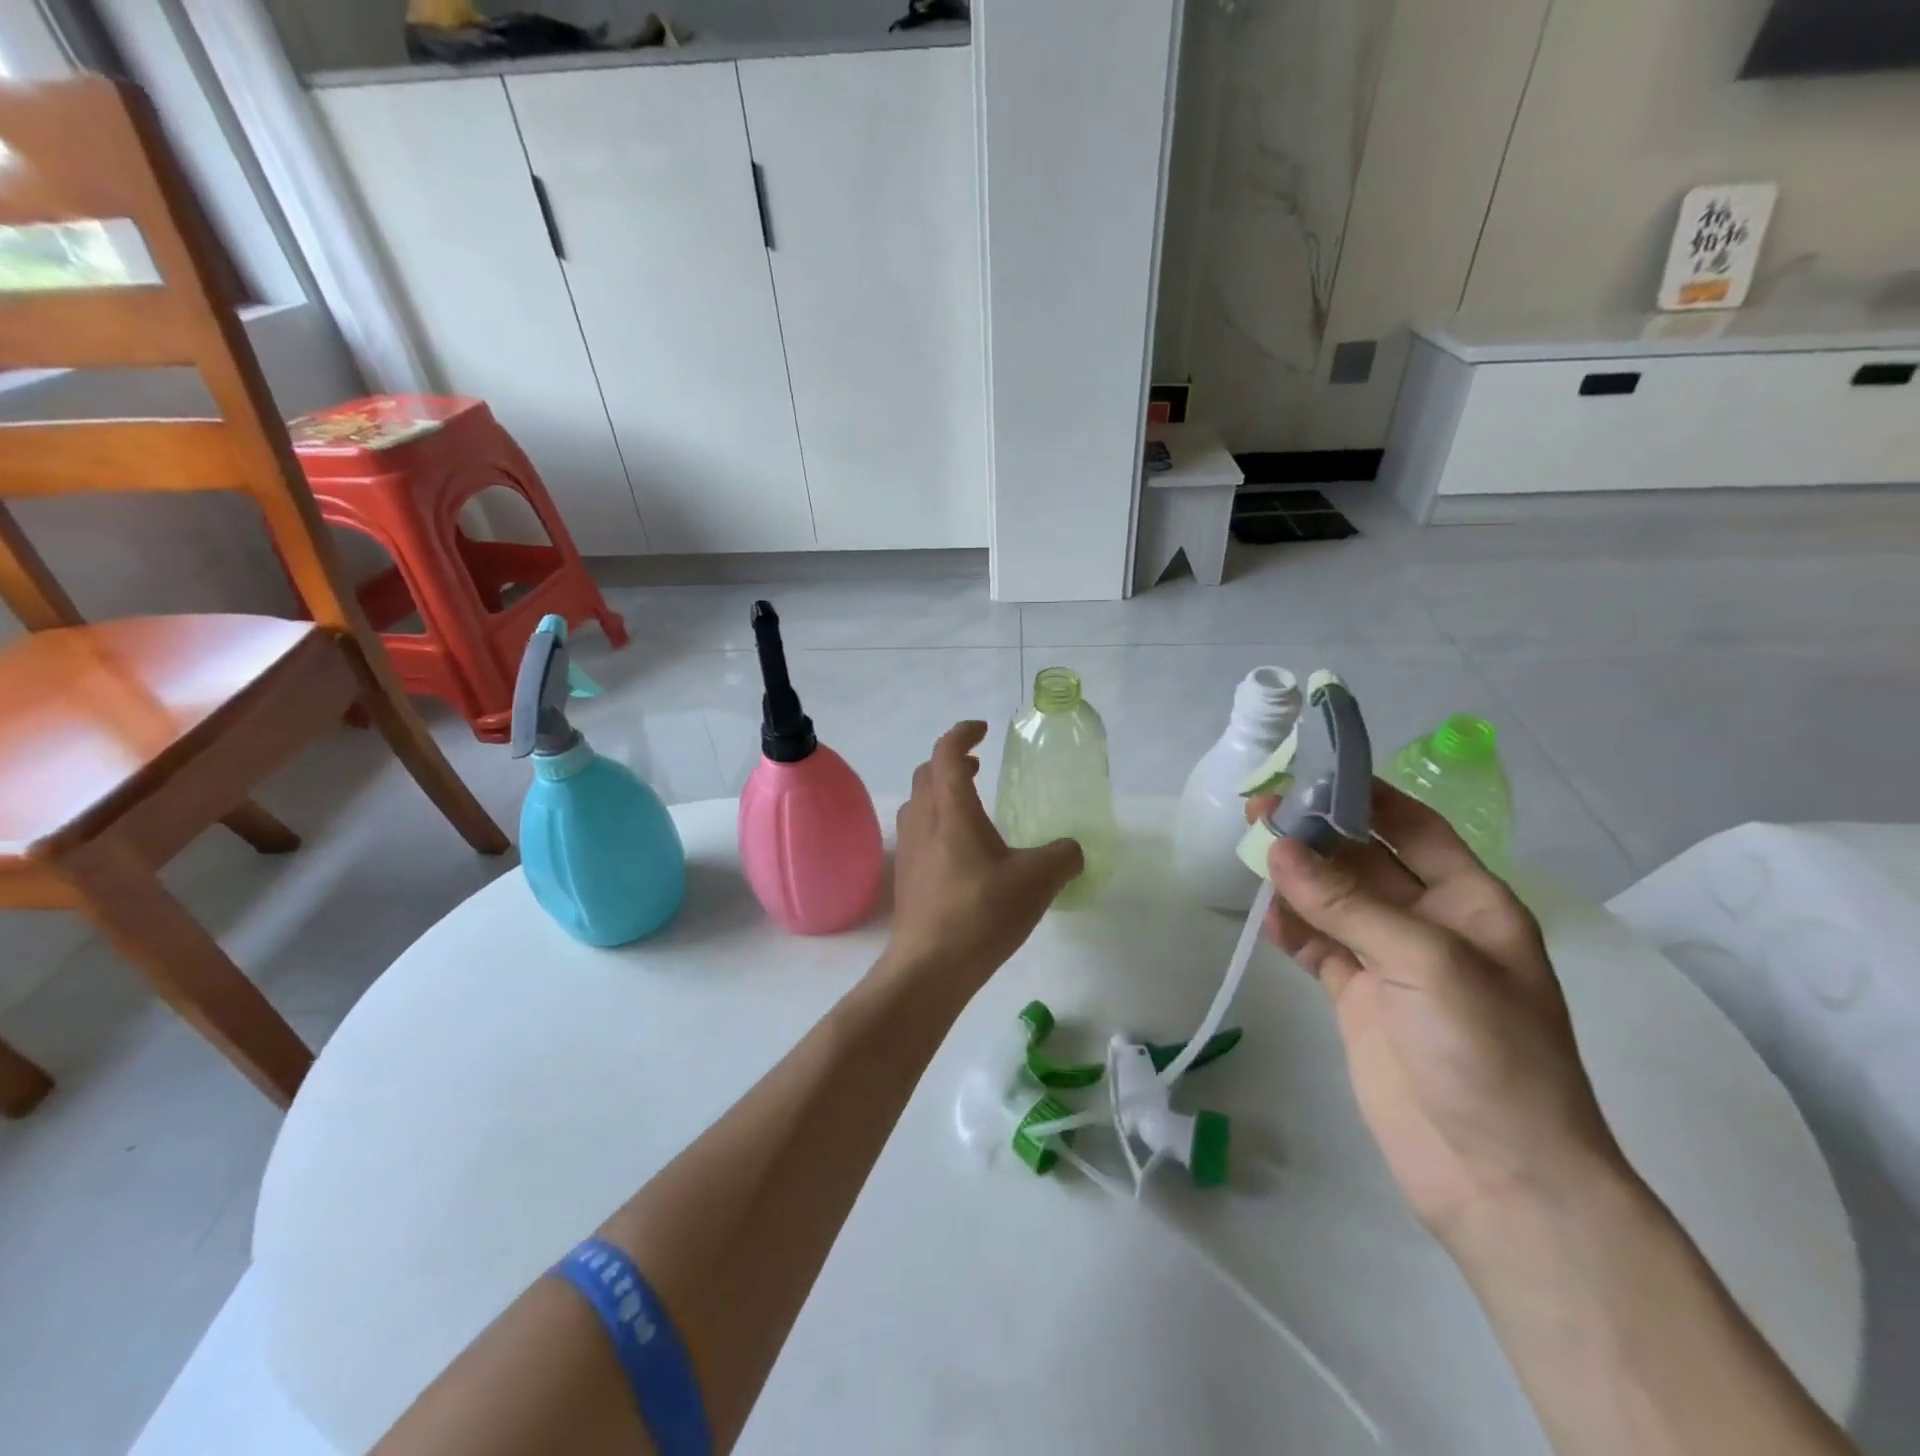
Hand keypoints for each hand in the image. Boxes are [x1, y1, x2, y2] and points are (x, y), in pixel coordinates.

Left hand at [886, 722, 1083, 991]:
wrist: (929, 967)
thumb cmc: (981, 913)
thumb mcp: (1037, 882)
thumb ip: (1063, 857)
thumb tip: (1074, 849)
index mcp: (951, 809)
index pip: (947, 753)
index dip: (963, 734)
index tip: (982, 731)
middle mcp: (923, 821)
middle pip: (926, 774)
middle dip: (950, 761)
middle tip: (979, 766)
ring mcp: (909, 849)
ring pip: (918, 803)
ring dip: (940, 791)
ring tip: (969, 804)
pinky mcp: (906, 876)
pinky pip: (918, 832)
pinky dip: (936, 822)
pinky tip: (960, 850)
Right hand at [1250, 781, 1629, 1256]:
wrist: (1497, 1177)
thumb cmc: (1488, 1054)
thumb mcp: (1426, 963)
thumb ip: (1348, 904)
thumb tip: (1278, 846)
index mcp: (1471, 904)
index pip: (1414, 828)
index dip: (1368, 797)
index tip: (1312, 771)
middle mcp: (1429, 924)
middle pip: (1364, 861)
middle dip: (1317, 833)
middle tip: (1259, 807)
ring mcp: (1389, 962)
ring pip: (1333, 901)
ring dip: (1296, 876)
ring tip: (1249, 848)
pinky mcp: (1357, 998)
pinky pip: (1318, 947)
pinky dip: (1291, 929)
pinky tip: (1266, 916)